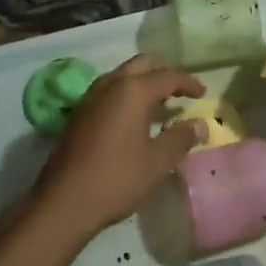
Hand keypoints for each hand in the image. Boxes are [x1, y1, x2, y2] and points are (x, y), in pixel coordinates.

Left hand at [32, 55, 204, 238]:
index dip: (188, 82)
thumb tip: (201, 125)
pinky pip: (110, 89)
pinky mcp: (80, 111)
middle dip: (164, 73)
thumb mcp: (156, 162)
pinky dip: (127, 93)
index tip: (203, 93)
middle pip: (143, 64)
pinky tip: (134, 118)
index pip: (168, 75)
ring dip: (144, 82)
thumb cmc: (116, 179)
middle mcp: (111, 83)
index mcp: (132, 90)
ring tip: (161, 104)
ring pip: (123, 75)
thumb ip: (180, 138)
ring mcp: (91, 96)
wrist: (63, 201)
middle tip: (181, 91)